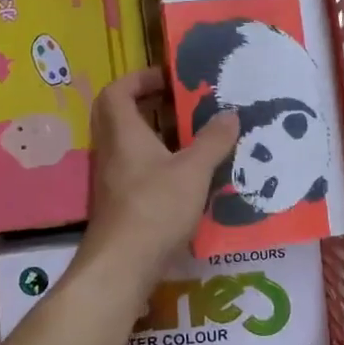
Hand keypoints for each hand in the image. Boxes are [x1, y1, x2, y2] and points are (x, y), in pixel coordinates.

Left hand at [75, 67, 239, 290]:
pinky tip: (189, 176)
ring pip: (131, 145)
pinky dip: (159, 164)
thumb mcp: (193, 171)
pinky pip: (138, 170)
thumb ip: (213, 141)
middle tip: (183, 105)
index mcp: (124, 133)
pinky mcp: (120, 203)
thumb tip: (230, 114)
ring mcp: (113, 179)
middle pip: (121, 115)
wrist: (122, 266)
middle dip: (150, 105)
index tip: (170, 79)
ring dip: (158, 136)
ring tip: (194, 137)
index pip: (118, 91)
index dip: (140, 78)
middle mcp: (112, 151)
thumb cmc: (155, 207)